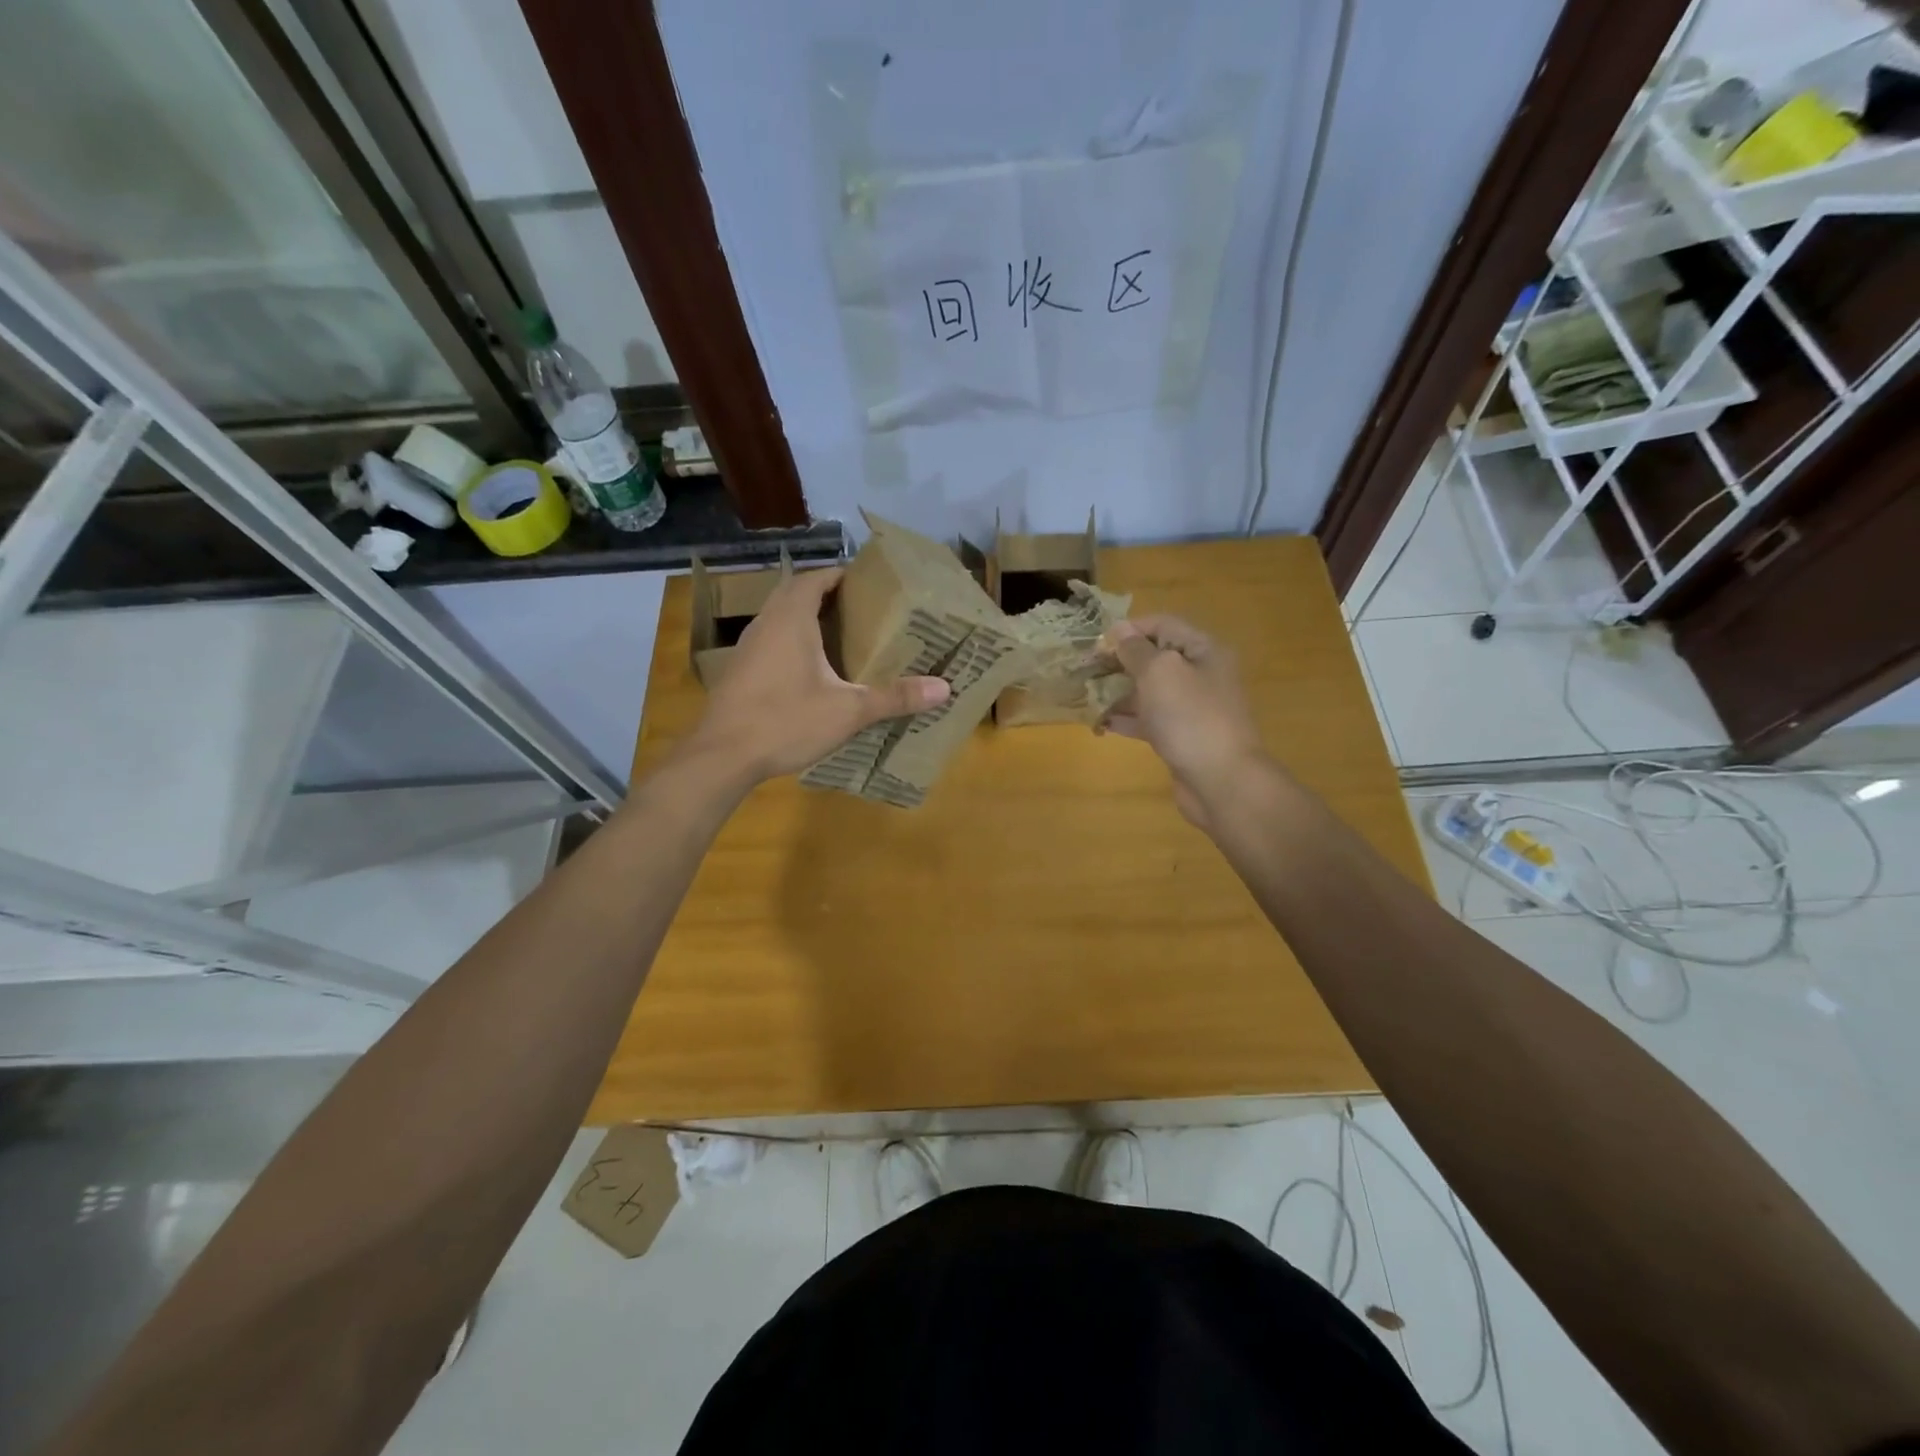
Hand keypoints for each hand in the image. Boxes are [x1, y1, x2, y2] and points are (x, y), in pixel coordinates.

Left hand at [688, 567, 949, 782]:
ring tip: (840, 636)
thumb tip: (944, 688)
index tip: (870, 584)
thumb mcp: (848, 711)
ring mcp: (747, 647)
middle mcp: (766, 623)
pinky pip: (770, 641)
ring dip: (805, 618)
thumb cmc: (785, 721)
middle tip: (860, 610)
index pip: (816, 578)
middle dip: (826, 595)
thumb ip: (894, 697)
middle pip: (795, 593)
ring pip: (779, 617)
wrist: (722, 756)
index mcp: (791, 618)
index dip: (841, 576)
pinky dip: (791, 642)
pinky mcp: (739, 671)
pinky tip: (809, 670)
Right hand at [1099, 615, 1271, 829]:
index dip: (1129, 630)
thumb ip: (1136, 649)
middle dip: (1119, 662)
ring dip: (1118, 692)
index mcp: (1203, 650)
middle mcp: (1200, 674)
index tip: (1096, 643)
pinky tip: (1100, 723)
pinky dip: (1126, 719)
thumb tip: (1119, 630)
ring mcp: (1192, 708)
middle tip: (1085, 670)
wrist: (1221, 780)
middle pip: (1155, 658)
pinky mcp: (1181, 737)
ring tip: (1086, 696)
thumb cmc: (1190, 717)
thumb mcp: (1159, 672)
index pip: (1162, 625)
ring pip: (1149, 691)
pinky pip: (1150, 720)